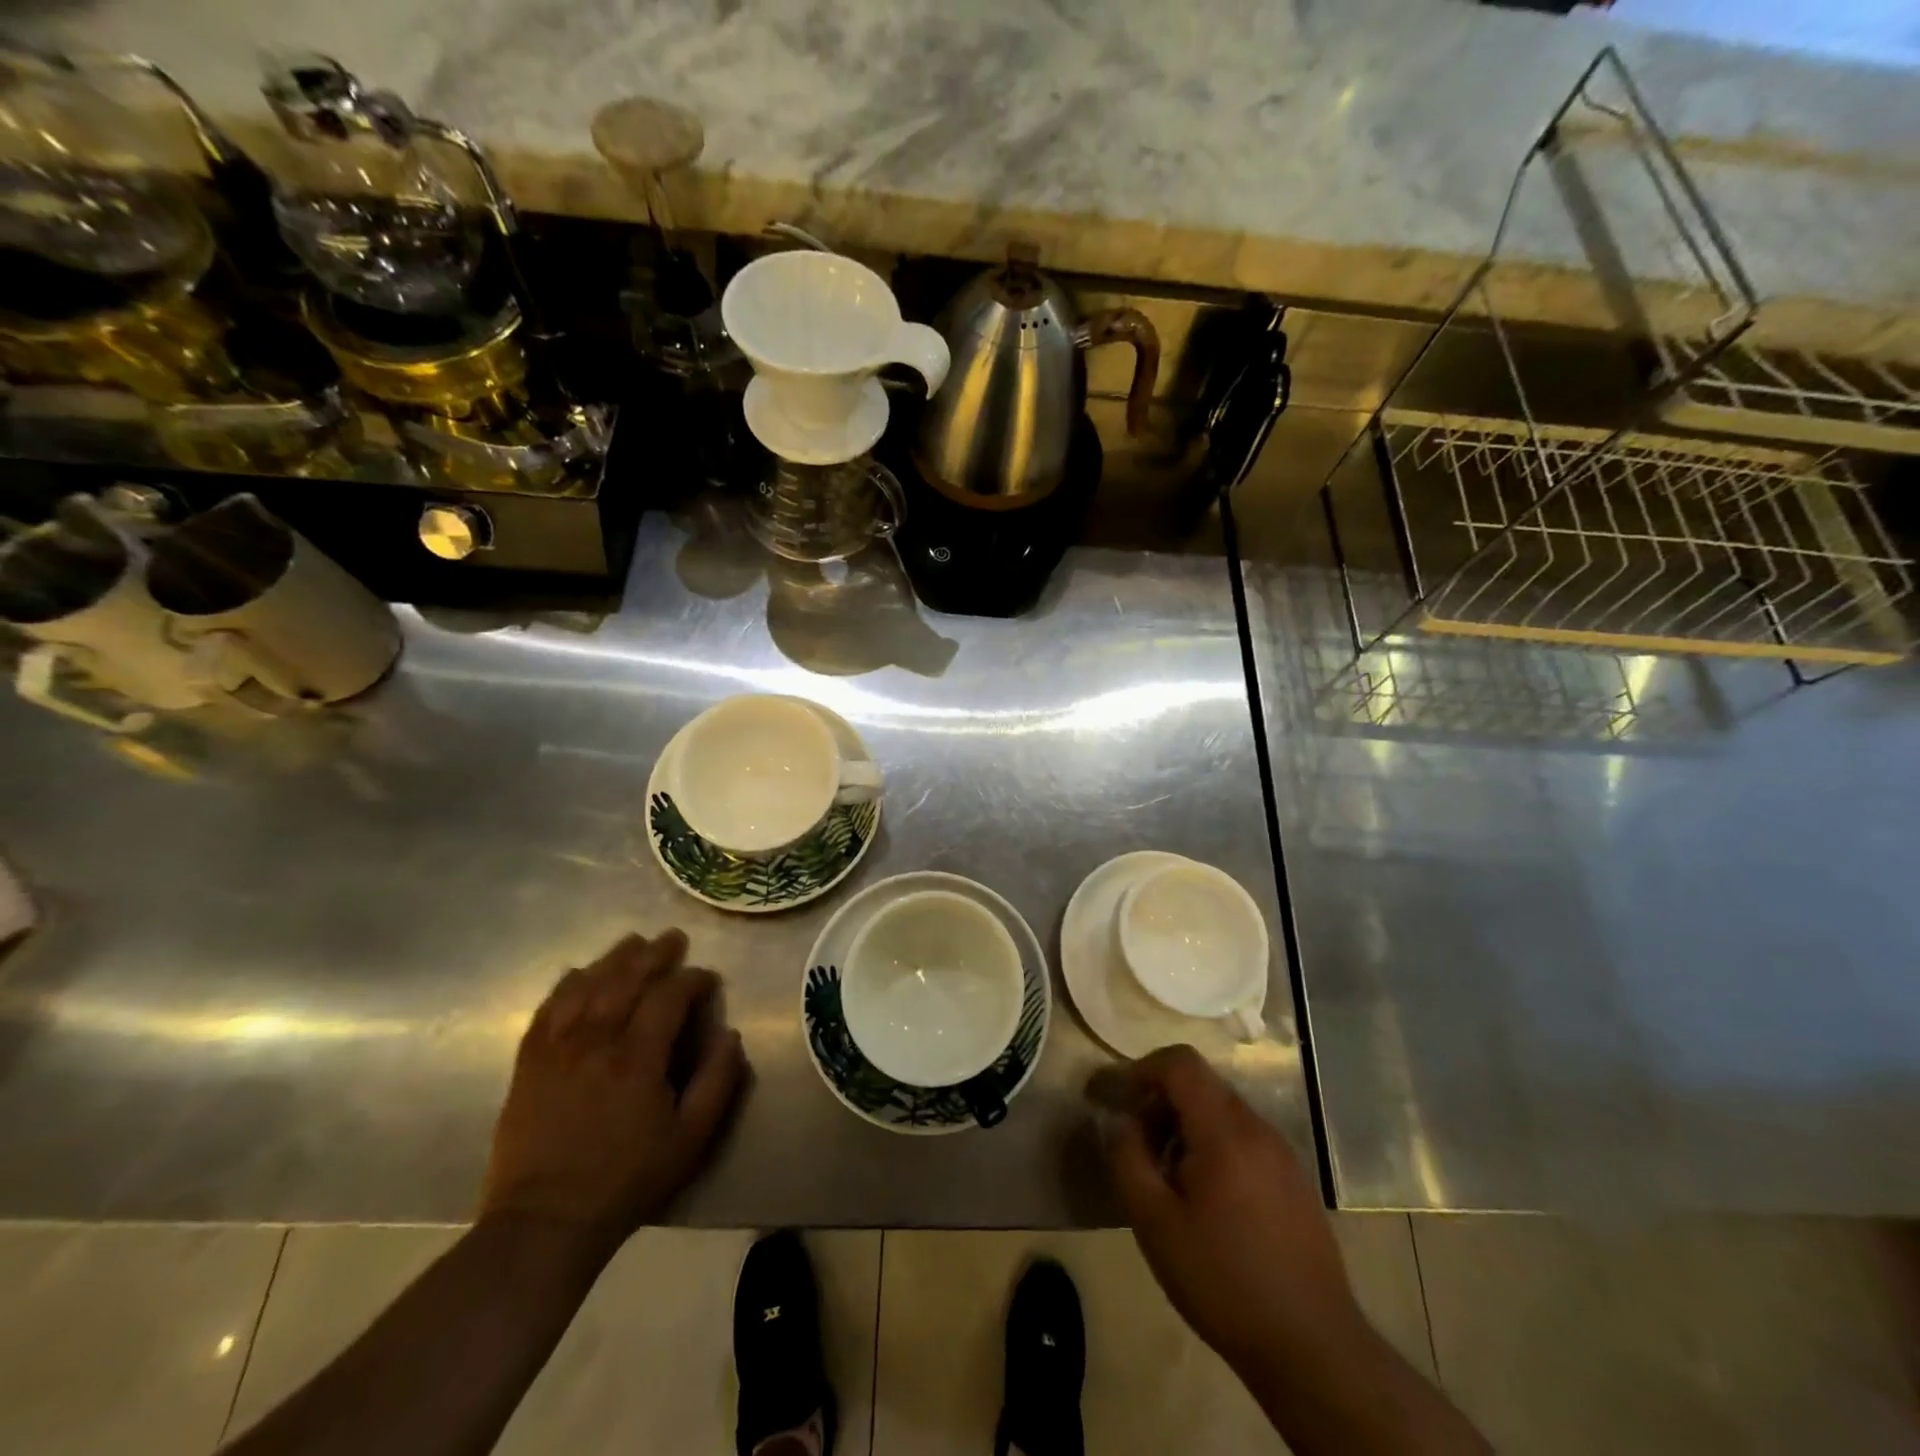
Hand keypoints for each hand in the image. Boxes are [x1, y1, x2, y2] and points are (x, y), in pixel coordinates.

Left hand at [481, 930, 746, 1250]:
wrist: (545, 1221)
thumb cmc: (626, 1180)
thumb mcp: (690, 1139)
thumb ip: (718, 1082)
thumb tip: (731, 1034)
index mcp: (638, 1058)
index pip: (669, 996)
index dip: (692, 980)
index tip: (708, 978)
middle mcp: (597, 1041)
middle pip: (626, 979)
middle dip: (654, 954)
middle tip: (673, 937)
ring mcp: (558, 1049)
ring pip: (587, 986)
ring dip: (613, 959)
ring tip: (632, 942)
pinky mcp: (529, 1063)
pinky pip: (548, 1009)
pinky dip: (565, 985)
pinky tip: (578, 973)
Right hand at [1099, 1045, 1361, 1378]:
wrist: (1314, 1349)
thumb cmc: (1224, 1281)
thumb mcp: (1155, 1223)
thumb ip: (1127, 1159)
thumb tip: (1118, 1120)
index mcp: (1225, 1130)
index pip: (1180, 1063)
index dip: (1141, 1069)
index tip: (1115, 1099)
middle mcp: (1257, 1128)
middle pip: (1200, 1084)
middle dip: (1159, 1101)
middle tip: (1136, 1145)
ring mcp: (1282, 1153)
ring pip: (1221, 1111)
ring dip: (1184, 1125)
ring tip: (1166, 1176)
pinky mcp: (1294, 1180)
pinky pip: (1243, 1138)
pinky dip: (1212, 1145)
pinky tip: (1204, 1198)